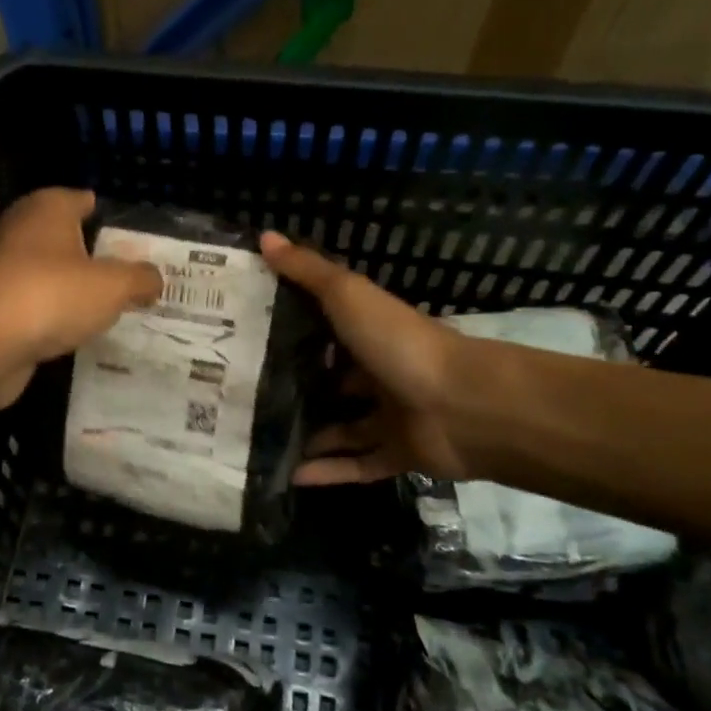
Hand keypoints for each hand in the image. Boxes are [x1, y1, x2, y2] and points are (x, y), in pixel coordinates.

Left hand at [0, 188, 162, 409]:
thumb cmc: (51, 295)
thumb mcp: (113, 286)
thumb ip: (140, 279)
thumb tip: (154, 279)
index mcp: (48, 207)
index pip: (85, 200)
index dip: (112, 218)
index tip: (139, 243)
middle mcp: (21, 229)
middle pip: (68, 238)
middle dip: (96, 256)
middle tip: (132, 278)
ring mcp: (3, 268)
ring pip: (51, 273)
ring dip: (74, 289)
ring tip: (111, 308)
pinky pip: (36, 304)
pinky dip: (54, 315)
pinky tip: (77, 331)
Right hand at [260, 232, 476, 482]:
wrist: (465, 405)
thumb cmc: (401, 343)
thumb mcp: (348, 296)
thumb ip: (307, 271)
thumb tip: (264, 236)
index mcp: (371, 333)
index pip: (327, 330)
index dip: (292, 331)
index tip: (249, 337)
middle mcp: (380, 373)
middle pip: (333, 382)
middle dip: (297, 388)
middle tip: (246, 396)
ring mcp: (391, 416)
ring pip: (344, 427)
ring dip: (310, 434)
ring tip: (260, 440)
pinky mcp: (399, 455)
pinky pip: (358, 465)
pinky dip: (328, 471)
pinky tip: (290, 475)